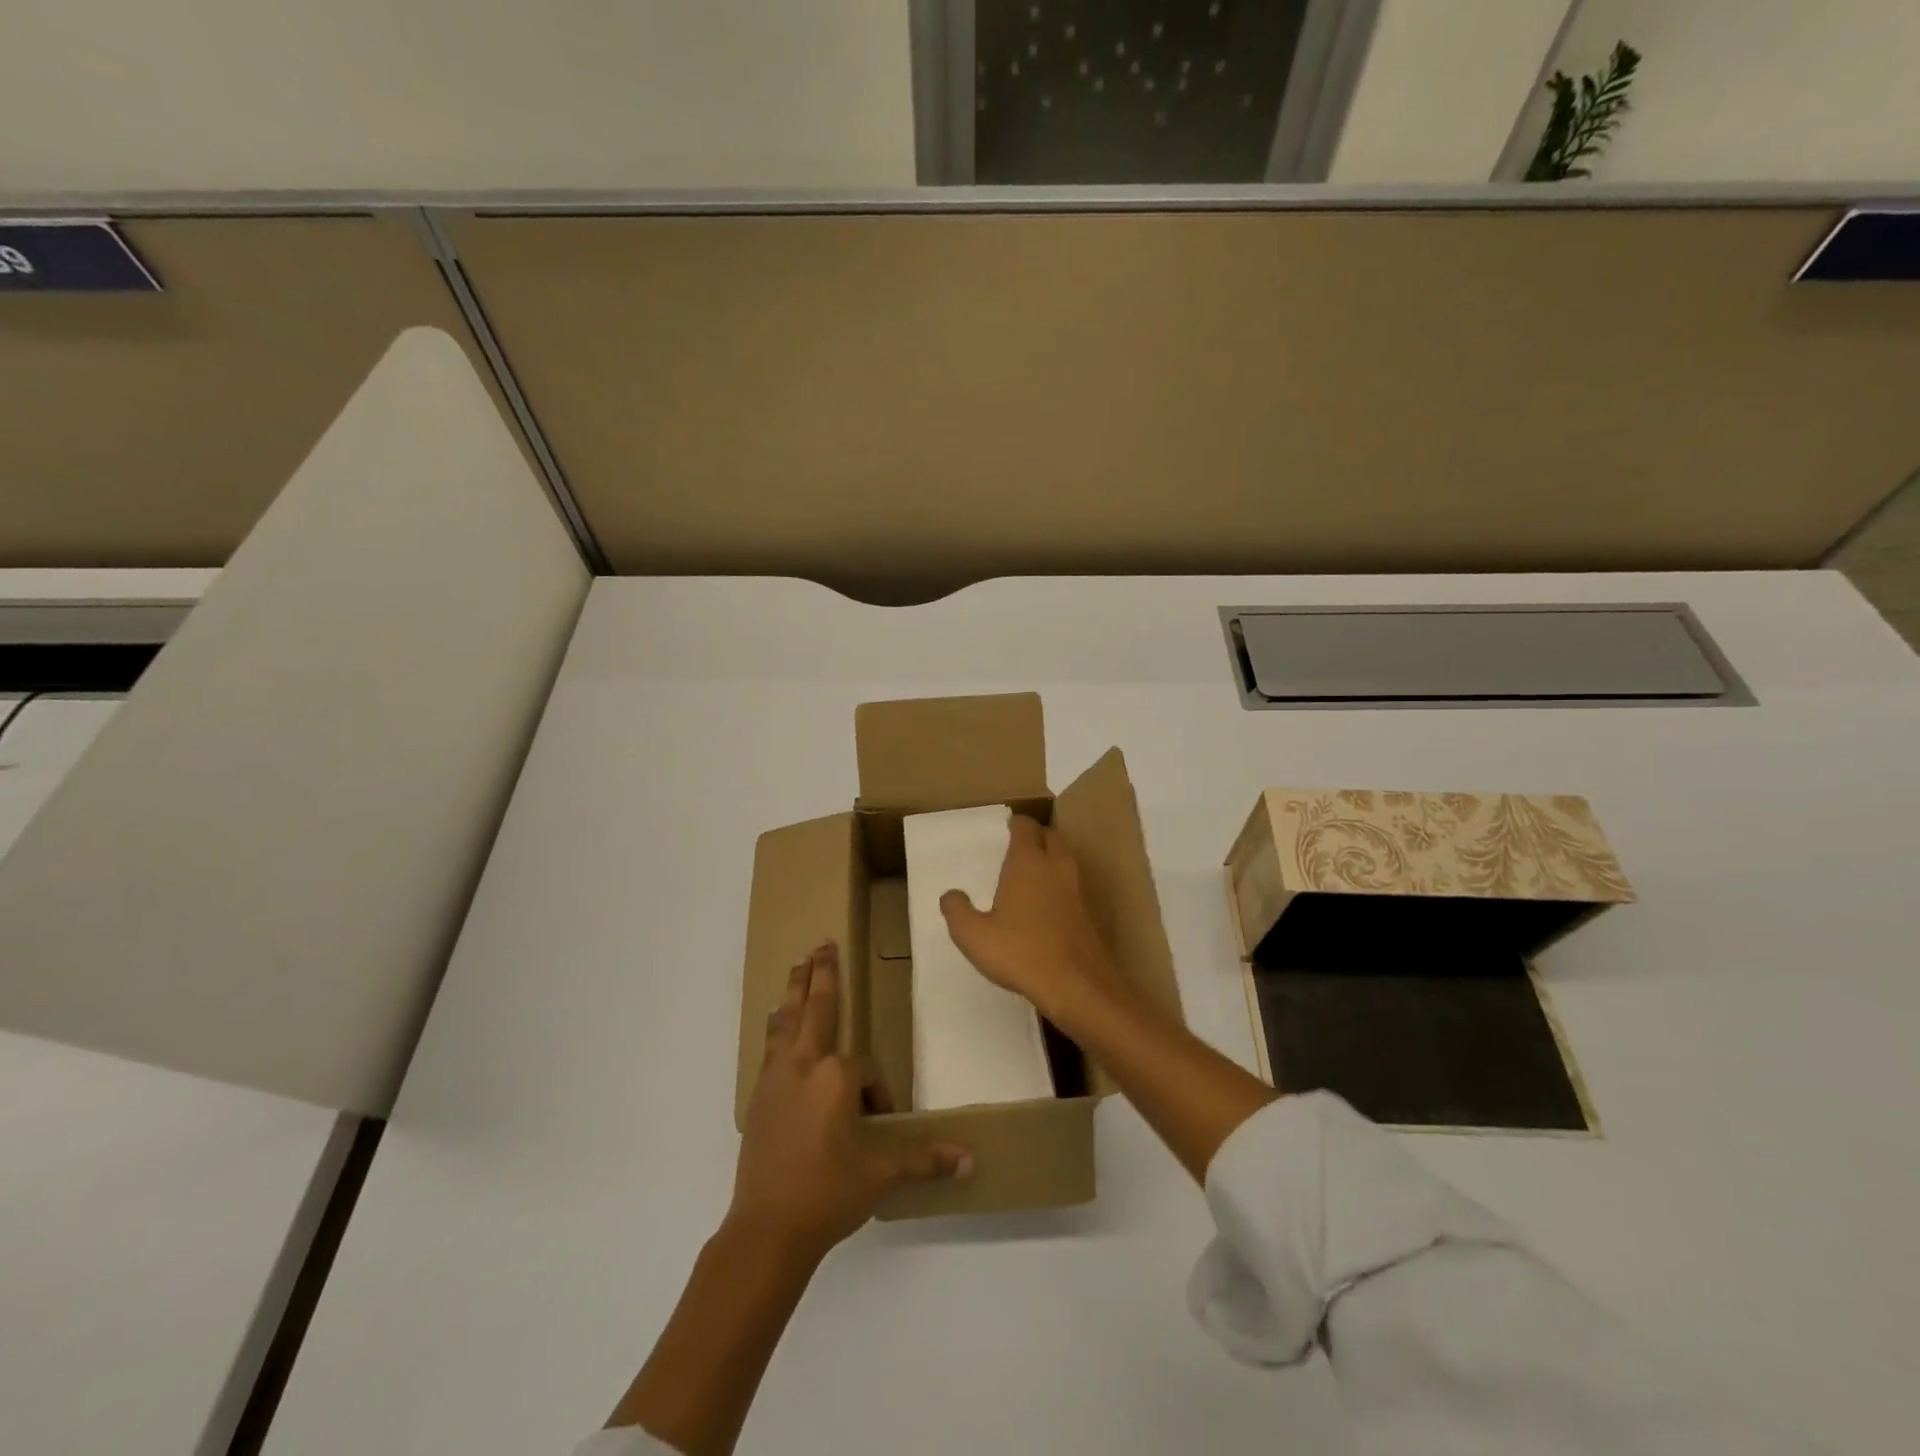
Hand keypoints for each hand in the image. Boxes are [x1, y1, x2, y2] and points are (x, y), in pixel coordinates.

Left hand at [729, 943, 971, 1264]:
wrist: (766, 1229)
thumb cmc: (828, 1194)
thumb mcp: (882, 1175)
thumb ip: (926, 1159)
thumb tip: (972, 1159)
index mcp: (836, 1078)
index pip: (866, 1068)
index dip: (879, 1091)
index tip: (882, 1120)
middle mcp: (804, 1065)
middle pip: (816, 1008)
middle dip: (821, 974)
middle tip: (822, 943)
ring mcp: (776, 1078)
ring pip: (787, 1021)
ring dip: (795, 990)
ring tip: (798, 965)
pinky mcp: (758, 1096)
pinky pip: (771, 1046)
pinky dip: (777, 1025)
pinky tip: (775, 1018)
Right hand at [939, 815, 1121, 1023]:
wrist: (1077, 985)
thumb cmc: (1021, 952)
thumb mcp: (974, 935)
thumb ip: (957, 911)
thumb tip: (950, 894)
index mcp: (1028, 862)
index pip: (1025, 827)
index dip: (1015, 823)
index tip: (1004, 828)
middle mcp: (1055, 867)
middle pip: (1050, 836)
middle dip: (1036, 836)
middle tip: (1017, 846)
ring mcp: (1075, 889)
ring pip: (1064, 859)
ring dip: (1050, 858)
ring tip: (1029, 873)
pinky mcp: (1087, 913)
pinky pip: (1070, 885)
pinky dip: (1058, 884)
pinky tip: (1044, 905)